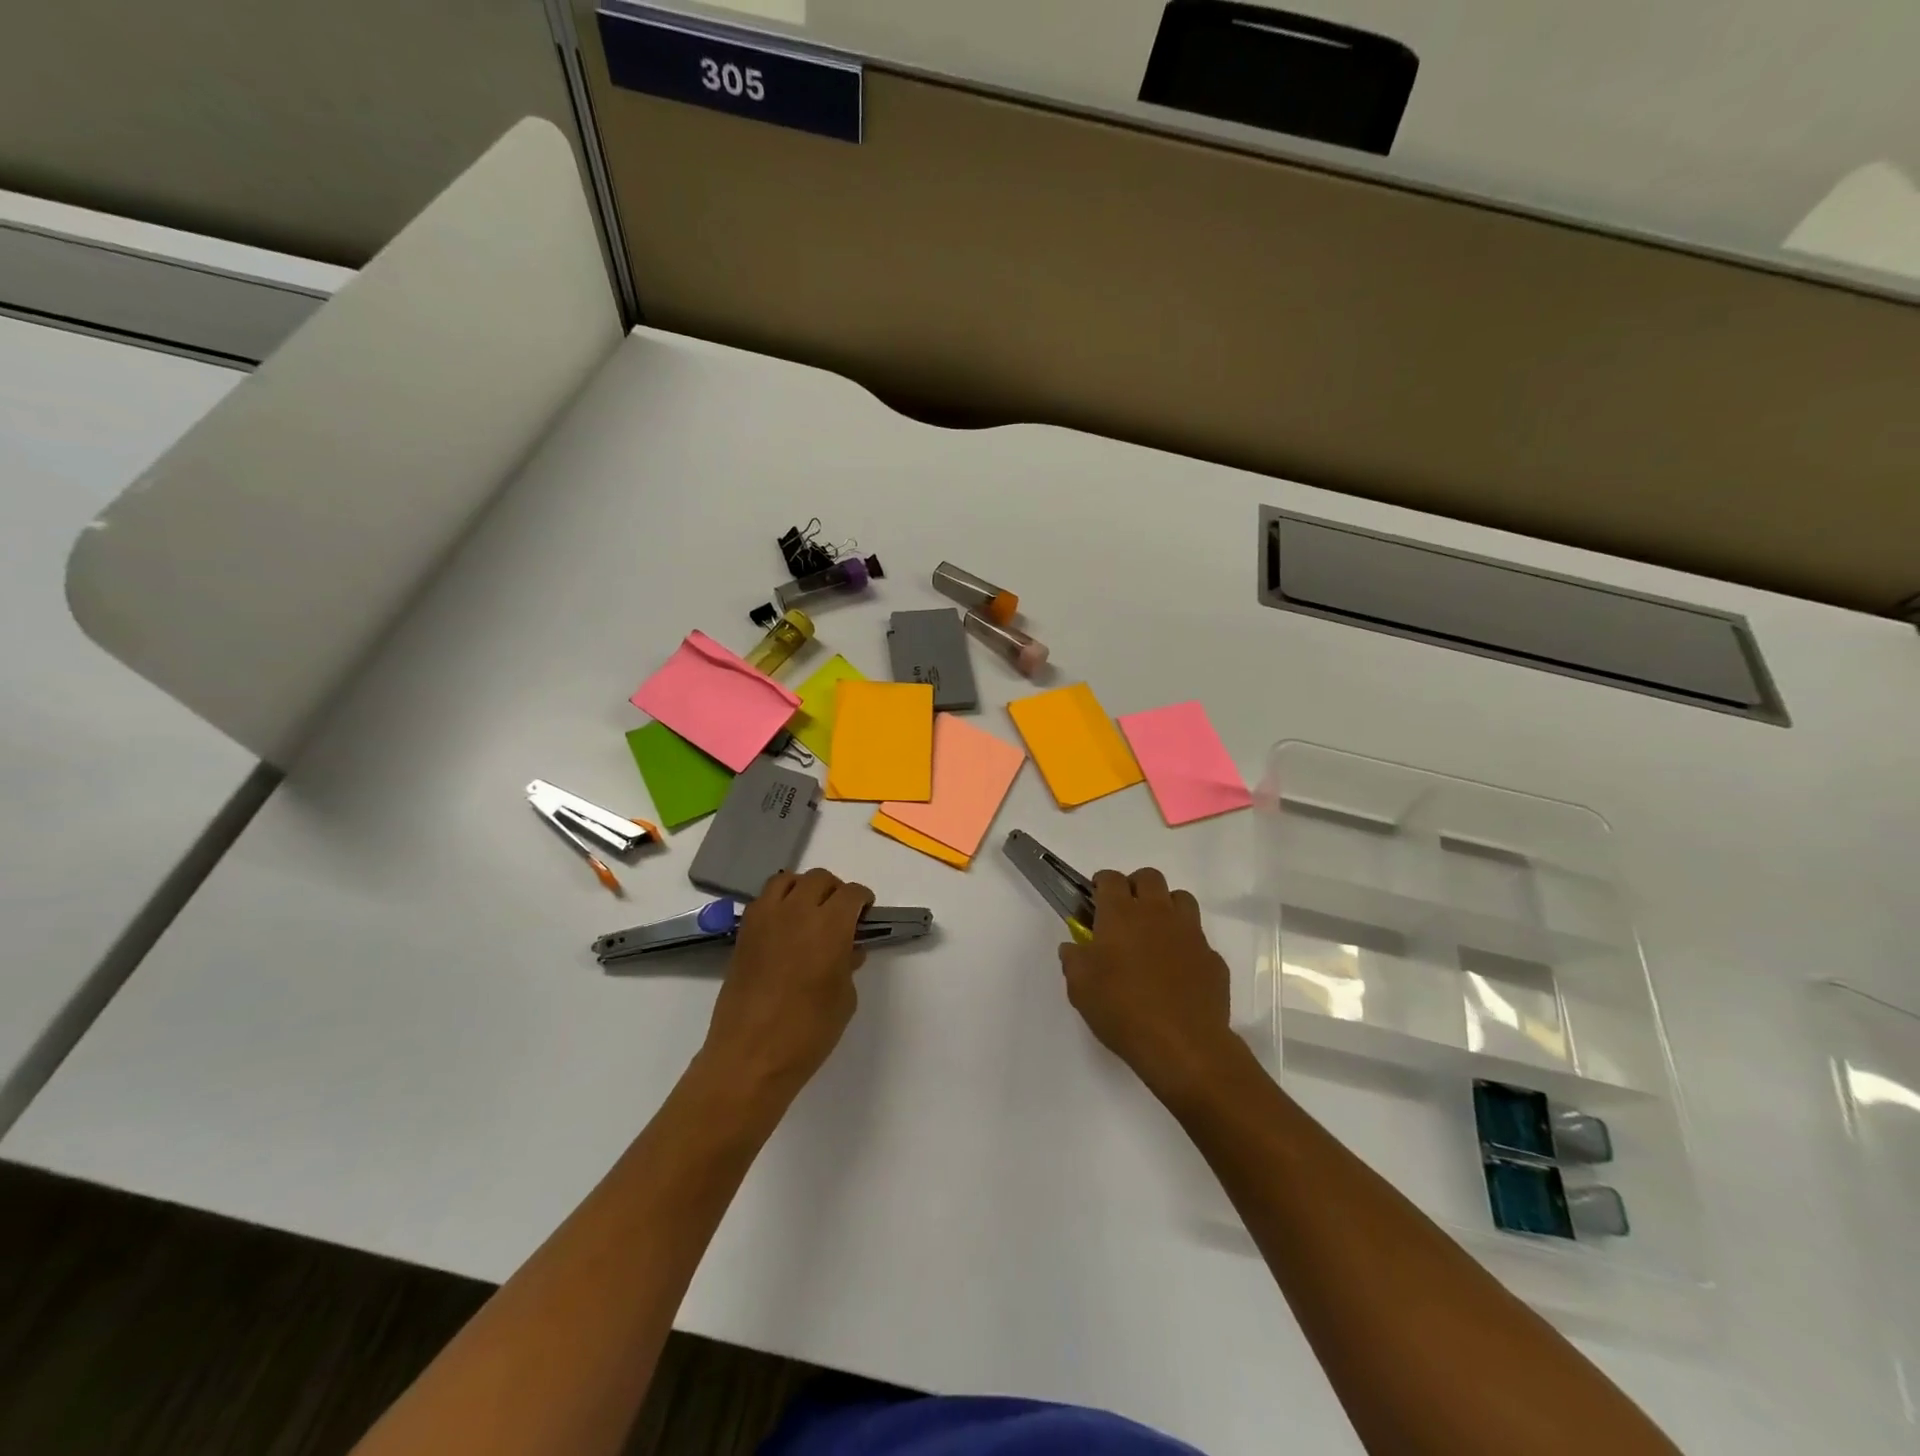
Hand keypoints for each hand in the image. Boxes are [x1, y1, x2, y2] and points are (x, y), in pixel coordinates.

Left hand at [701, 868, 874, 1101]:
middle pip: (819, 879)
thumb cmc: (808, 1031)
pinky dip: (778, 903)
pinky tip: (785, 928)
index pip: (852, 893)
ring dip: (804, 889)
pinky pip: (764, 900)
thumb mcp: (844, 999)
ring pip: (787, 880)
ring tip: (809, 913)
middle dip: (835, 891)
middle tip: (840, 916)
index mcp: (830, 926)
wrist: (749, 1056)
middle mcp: (797, 911)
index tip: (865, 916)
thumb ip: (848, 964)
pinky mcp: (744, 932)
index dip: (863, 901)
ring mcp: (766, 918)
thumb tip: (848, 949)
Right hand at [1059, 868, 1238, 1101]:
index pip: (1111, 879)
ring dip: (1166, 907)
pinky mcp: (1213, 958)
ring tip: (1155, 933)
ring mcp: (1190, 934)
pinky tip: (1178, 971)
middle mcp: (1157, 913)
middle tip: (1125, 912)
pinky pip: (1199, 940)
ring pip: (1181, 899)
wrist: (1183, 1045)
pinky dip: (1186, 946)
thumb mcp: (1080, 987)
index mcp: (1121, 915)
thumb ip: (1073, 959)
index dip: (1102, 883)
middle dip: (1136, 886)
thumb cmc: (1122, 1009)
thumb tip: (1073, 947)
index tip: (1095, 897)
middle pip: (1149, 877)